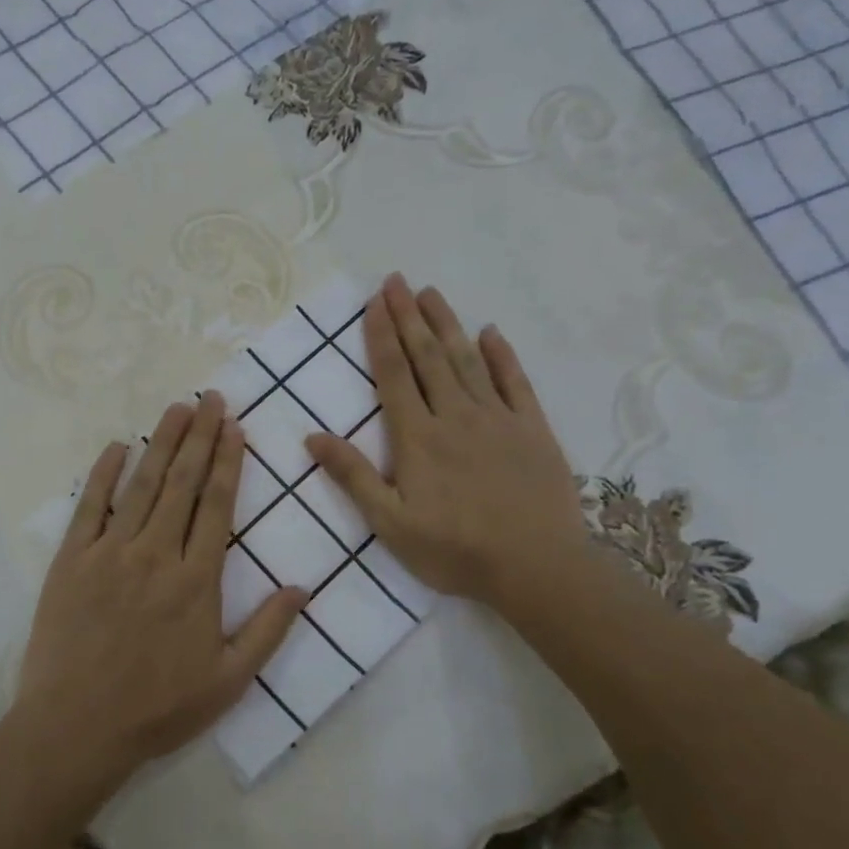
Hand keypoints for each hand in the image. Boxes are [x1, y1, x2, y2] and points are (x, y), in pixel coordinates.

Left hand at [16, 392, 306, 782]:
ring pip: (141, 485)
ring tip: (177, 409)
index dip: (229, 462)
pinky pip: (89, 506)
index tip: (235, 427)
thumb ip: (268, 632)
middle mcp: (155, 554)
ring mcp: (109, 553)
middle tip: (212, 399)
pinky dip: (103, 474)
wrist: (75, 729)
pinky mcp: (70, 561)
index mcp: (196, 580)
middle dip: (200, 437)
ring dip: (161, 443)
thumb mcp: (228, 682)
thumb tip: (302, 588)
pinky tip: (116, 446)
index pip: (217, 505)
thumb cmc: (157, 709)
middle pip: (182, 483)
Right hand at [305, 274, 598, 620]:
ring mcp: (498, 419)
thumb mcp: (391, 524)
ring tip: (431, 293)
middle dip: (409, 316)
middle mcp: (455, 416)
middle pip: (428, 357)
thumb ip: (353, 477)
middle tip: (396, 280)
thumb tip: (311, 437)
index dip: (382, 336)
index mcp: (418, 437)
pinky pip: (515, 382)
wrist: (536, 568)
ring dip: (447, 324)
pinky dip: (502, 355)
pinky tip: (490, 332)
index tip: (374, 302)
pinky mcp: (533, 429)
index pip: (394, 375)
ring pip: (467, 360)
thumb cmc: (455, 550)